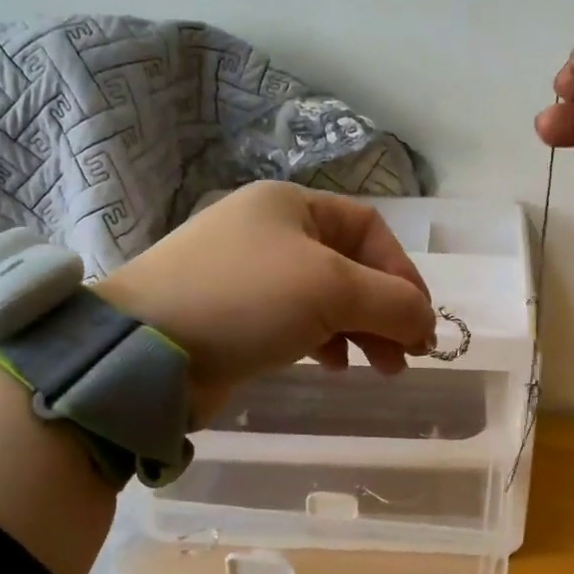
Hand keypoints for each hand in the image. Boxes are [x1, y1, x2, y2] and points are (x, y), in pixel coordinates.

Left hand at [94, 182, 436, 421]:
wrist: (144, 350)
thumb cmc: (246, 300)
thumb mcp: (332, 290)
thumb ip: (393, 302)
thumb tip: (428, 324)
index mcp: (291, 205)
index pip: (369, 230)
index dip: (403, 272)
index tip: (422, 321)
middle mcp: (270, 231)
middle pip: (351, 266)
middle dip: (385, 311)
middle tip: (408, 355)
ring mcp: (249, 274)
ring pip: (326, 298)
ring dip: (361, 331)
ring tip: (380, 368)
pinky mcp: (234, 315)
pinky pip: (296, 321)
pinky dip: (324, 341)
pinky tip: (331, 366)